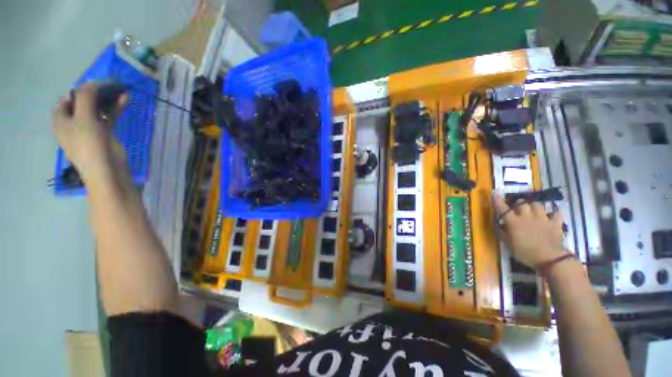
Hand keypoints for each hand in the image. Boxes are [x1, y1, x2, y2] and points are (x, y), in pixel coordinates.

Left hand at [52, 82, 127, 181]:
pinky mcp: (105, 134)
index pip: (67, 98)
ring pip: (98, 109)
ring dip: (107, 99)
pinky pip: (109, 117)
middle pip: (83, 103)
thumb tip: (92, 83)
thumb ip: (86, 98)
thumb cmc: (89, 144)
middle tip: (109, 86)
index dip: (79, 89)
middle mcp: (73, 122)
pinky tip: (124, 100)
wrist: (107, 169)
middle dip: (95, 93)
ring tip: (120, 90)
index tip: (95, 84)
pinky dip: (115, 108)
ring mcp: (89, 129)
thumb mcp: (84, 118)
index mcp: (61, 119)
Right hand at [493, 193, 566, 267]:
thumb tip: (499, 225)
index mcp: (514, 222)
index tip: (494, 193)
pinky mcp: (555, 223)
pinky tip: (551, 217)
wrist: (549, 258)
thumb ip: (503, 233)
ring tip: (533, 211)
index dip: (498, 200)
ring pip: (537, 205)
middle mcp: (527, 216)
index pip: (503, 208)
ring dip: (534, 207)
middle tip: (518, 209)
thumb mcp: (509, 245)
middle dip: (519, 205)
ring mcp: (542, 218)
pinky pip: (556, 214)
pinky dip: (553, 214)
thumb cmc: (525, 252)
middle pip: (522, 203)